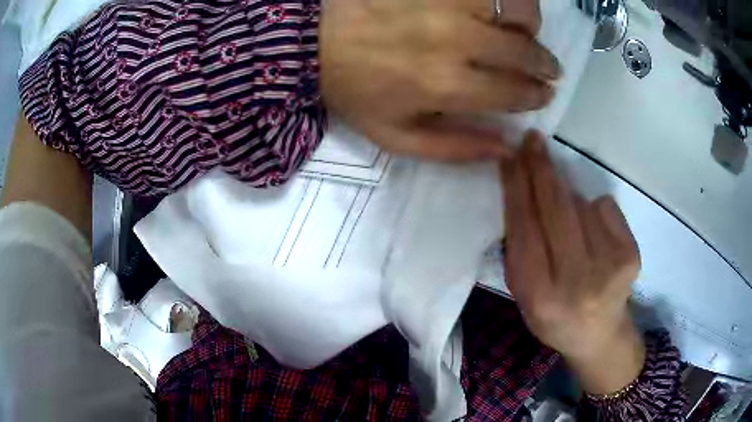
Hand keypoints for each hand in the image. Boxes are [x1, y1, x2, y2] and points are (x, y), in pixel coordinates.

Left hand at [319, 0, 560, 160]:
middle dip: (545, 64)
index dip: (536, 95)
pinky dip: (501, 0)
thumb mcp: (396, 137)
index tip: (543, 94)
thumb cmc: (354, 90)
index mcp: (445, 85)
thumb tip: (507, 150)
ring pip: (515, 8)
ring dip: (529, 24)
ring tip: (524, 32)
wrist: (315, 42)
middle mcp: (455, 40)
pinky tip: (496, 9)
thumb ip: (455, 149)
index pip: (513, 92)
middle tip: (547, 68)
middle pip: (524, 51)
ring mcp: (446, 4)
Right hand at [500, 131, 644, 393]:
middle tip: (532, 140)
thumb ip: (521, 247)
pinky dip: (595, 211)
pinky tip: (596, 236)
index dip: (516, 187)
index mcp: (540, 295)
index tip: (509, 156)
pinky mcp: (631, 254)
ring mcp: (609, 266)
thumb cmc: (554, 314)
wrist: (599, 335)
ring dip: (569, 199)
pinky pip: (604, 207)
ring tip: (571, 228)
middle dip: (541, 169)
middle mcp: (576, 282)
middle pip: (555, 208)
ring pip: (581, 203)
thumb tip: (524, 187)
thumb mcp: (524, 293)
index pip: (524, 228)